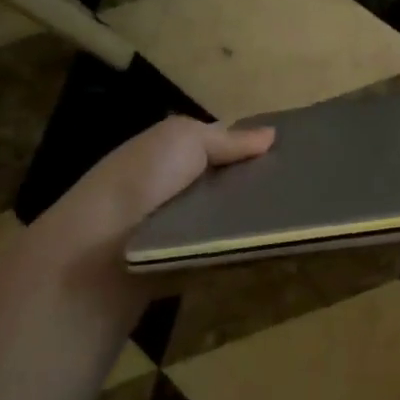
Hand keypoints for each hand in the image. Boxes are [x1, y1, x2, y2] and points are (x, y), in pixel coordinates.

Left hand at [13, 116, 273, 321]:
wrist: (98, 255)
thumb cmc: (141, 182)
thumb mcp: (184, 139)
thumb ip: (227, 139)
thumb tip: (271, 135)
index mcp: (170, 151)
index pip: (220, 145)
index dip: (252, 147)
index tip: (294, 153)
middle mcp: (172, 185)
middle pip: (227, 182)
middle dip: (257, 184)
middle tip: (301, 188)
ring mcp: (175, 228)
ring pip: (226, 218)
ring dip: (250, 219)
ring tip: (293, 219)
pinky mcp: (181, 264)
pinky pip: (220, 252)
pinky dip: (239, 249)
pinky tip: (268, 247)